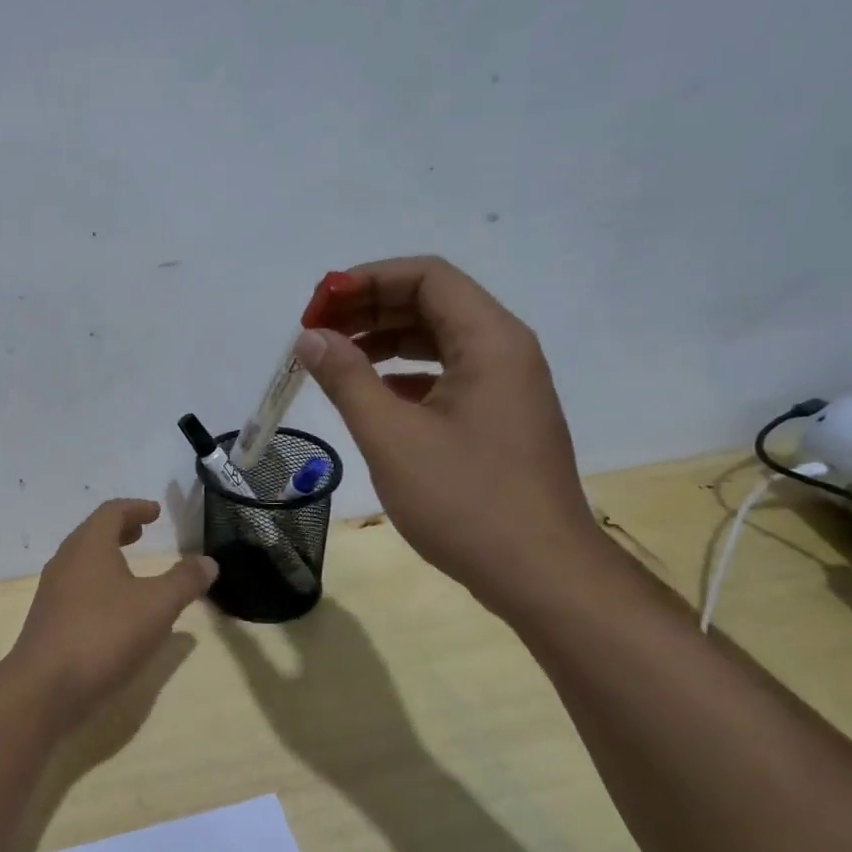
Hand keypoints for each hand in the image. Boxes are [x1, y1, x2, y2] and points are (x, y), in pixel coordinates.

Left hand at [3, 500, 217, 729]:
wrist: (43, 689)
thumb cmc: (103, 635)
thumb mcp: (157, 606)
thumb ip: (184, 581)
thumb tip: (208, 561)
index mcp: (89, 546)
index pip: (111, 512)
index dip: (136, 508)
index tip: (155, 512)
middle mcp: (66, 562)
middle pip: (93, 534)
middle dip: (120, 530)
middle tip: (142, 533)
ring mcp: (52, 593)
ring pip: (82, 562)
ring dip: (107, 558)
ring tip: (132, 571)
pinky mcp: (48, 621)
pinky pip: (76, 589)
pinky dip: (98, 585)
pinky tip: (115, 611)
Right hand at [295, 256, 615, 619]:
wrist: (541, 574)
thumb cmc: (465, 500)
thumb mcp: (391, 437)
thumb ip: (347, 379)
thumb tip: (311, 337)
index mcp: (490, 340)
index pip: (426, 276)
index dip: (365, 280)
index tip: (317, 308)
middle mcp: (505, 350)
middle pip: (432, 302)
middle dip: (369, 309)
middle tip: (316, 334)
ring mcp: (507, 386)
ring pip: (439, 339)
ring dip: (384, 340)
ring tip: (334, 360)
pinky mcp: (500, 417)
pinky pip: (447, 373)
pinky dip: (404, 373)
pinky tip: (371, 395)